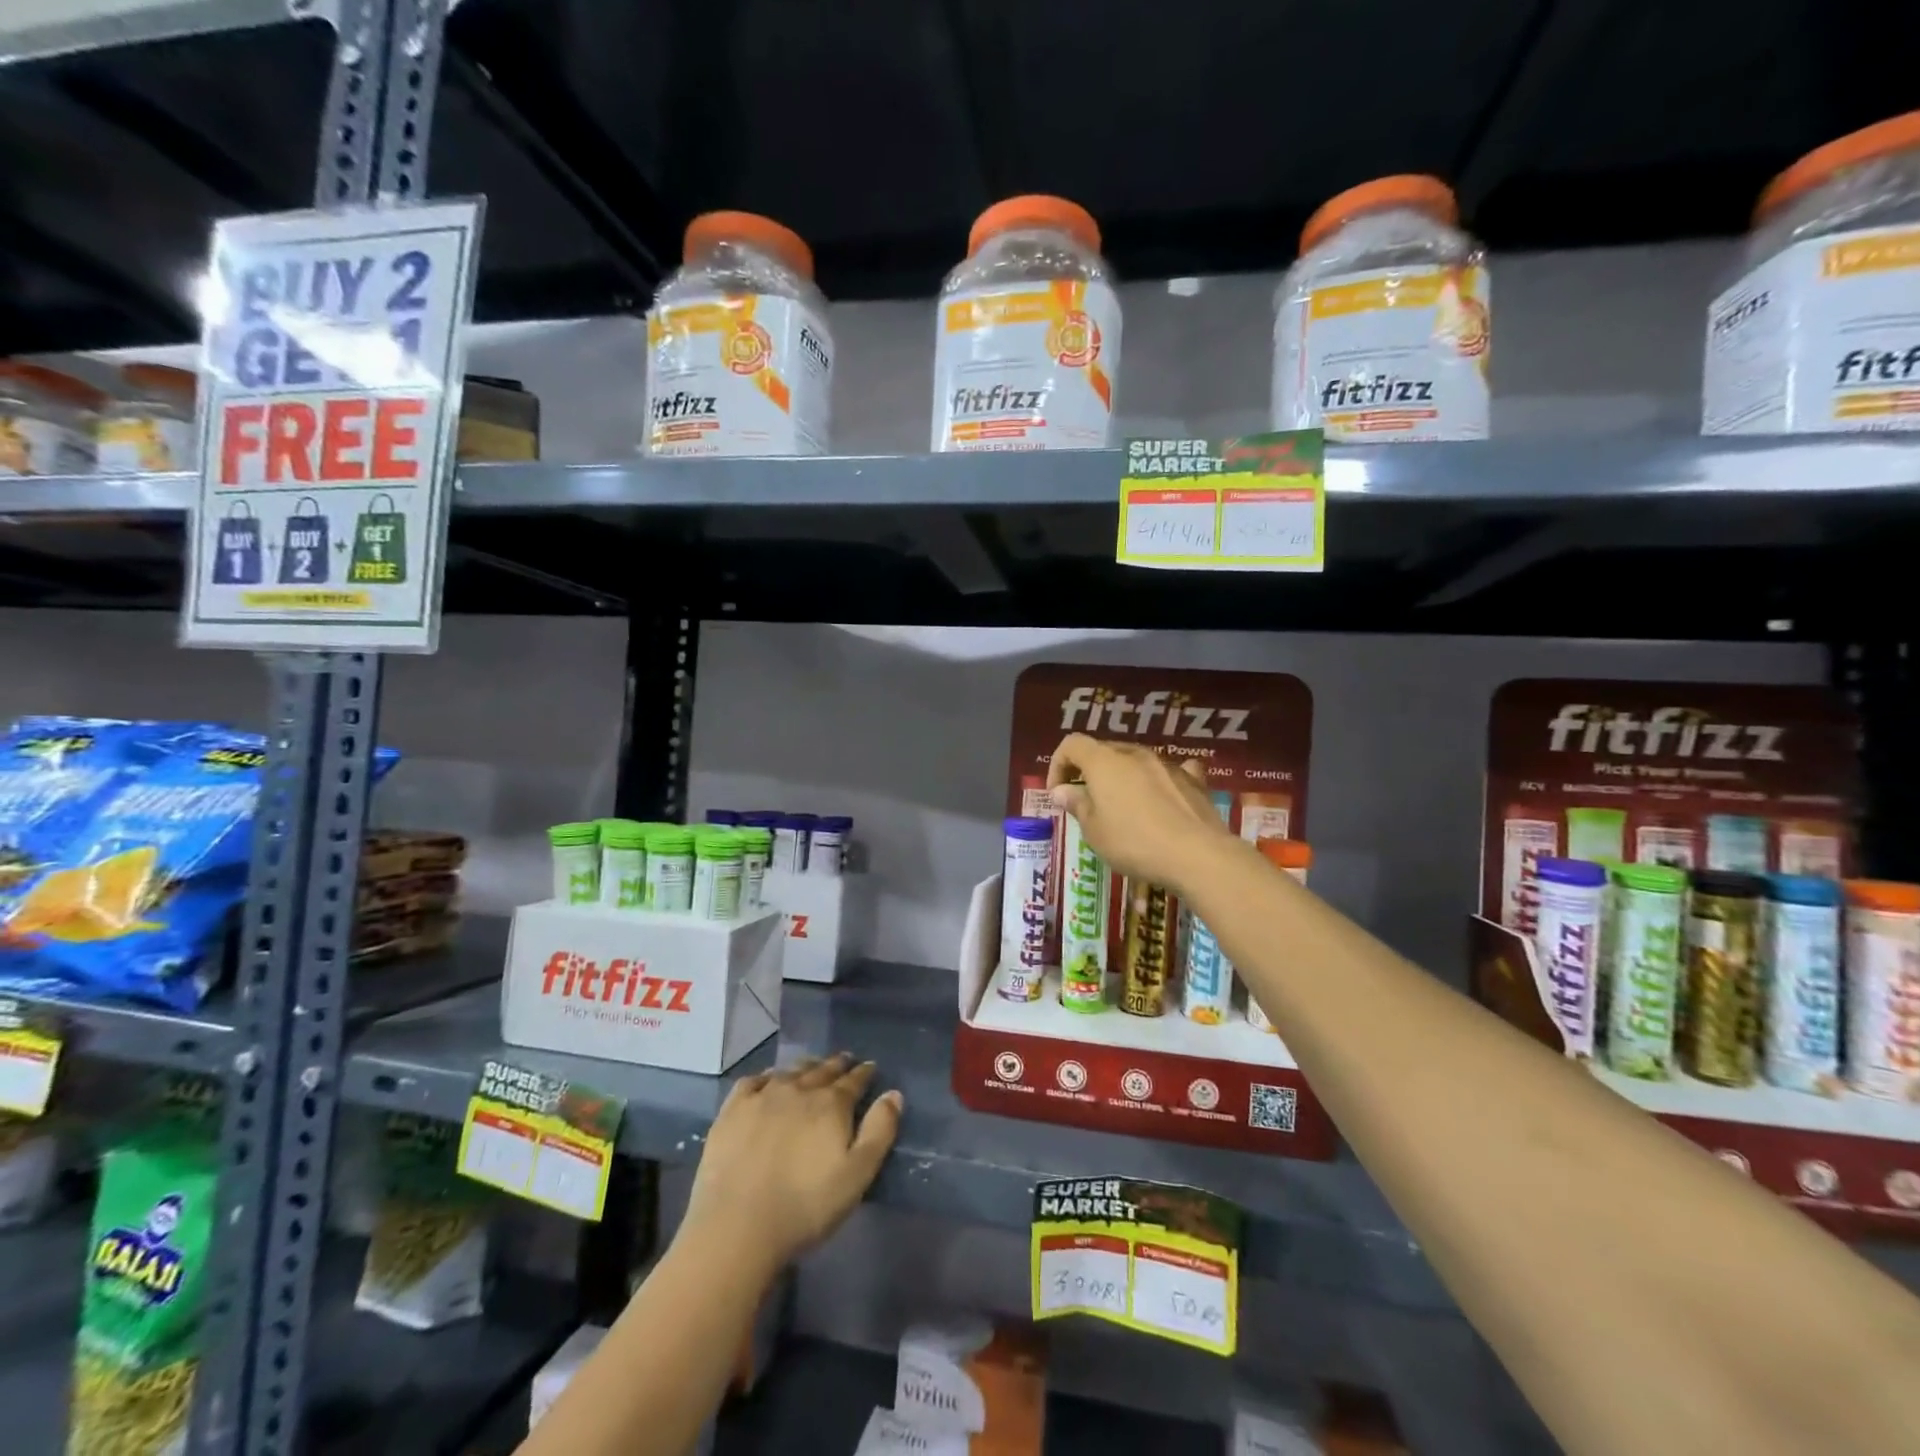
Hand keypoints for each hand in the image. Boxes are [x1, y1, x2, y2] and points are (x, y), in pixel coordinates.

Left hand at [682, 1054, 901, 1273]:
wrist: (737, 1227)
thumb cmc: (806, 1206)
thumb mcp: (857, 1175)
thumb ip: (879, 1131)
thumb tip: (894, 1094)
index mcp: (831, 1104)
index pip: (853, 1080)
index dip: (864, 1073)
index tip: (870, 1067)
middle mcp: (799, 1089)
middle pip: (823, 1070)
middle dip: (837, 1065)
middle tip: (845, 1060)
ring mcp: (763, 1096)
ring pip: (791, 1071)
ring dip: (806, 1067)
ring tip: (813, 1067)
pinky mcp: (733, 1110)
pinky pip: (753, 1081)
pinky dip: (766, 1076)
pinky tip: (767, 1081)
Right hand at [1046, 733, 1236, 896]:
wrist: (1197, 855)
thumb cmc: (1134, 842)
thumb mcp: (1094, 830)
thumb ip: (1077, 805)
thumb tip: (1063, 791)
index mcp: (1104, 762)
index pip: (1072, 744)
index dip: (1058, 765)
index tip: (1058, 794)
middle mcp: (1135, 754)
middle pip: (1103, 751)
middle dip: (1088, 772)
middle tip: (1085, 803)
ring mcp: (1166, 764)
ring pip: (1135, 761)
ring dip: (1121, 778)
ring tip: (1122, 808)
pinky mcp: (1192, 780)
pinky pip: (1167, 772)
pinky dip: (1157, 780)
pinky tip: (1162, 796)